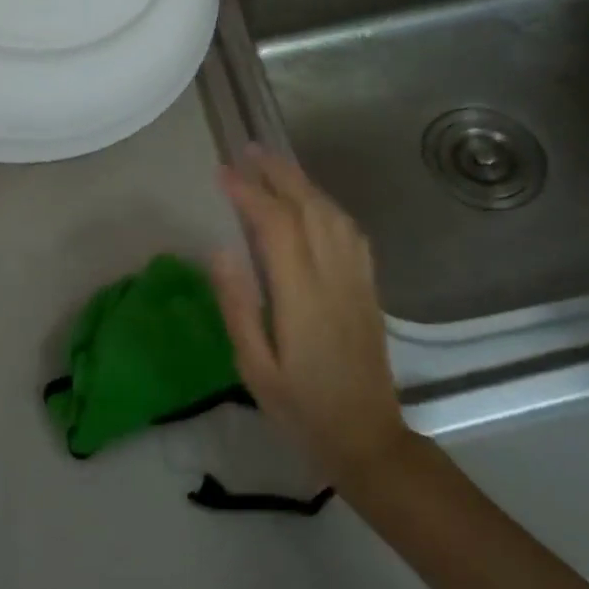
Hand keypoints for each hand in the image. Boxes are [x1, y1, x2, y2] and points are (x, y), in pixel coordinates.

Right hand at [210, 147, 409, 482]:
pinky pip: (351, 233)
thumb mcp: (255, 367)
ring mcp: (357, 280)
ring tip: (275, 165)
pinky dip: (328, 206)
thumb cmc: (301, 408)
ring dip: (304, 183)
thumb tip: (219, 250)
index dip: (249, 193)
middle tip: (250, 150)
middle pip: (309, 207)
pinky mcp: (369, 288)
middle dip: (278, 173)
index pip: (275, 225)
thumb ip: (238, 305)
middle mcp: (334, 276)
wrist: (368, 438)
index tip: (222, 172)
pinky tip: (314, 202)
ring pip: (333, 214)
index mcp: (302, 295)